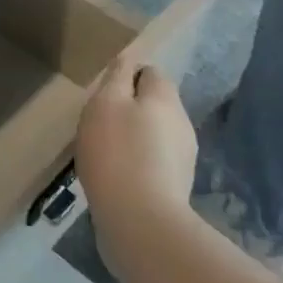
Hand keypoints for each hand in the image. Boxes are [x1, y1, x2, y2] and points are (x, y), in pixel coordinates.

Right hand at [76, 51, 198, 236]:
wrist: (141, 220)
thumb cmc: (116, 152)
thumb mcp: (106, 103)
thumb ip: (116, 77)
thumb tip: (126, 61)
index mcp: (165, 98)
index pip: (150, 72)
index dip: (127, 76)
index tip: (103, 93)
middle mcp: (182, 123)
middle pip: (155, 104)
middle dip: (130, 108)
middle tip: (99, 123)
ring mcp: (183, 157)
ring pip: (155, 134)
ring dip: (134, 137)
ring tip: (106, 152)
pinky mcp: (176, 186)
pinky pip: (154, 162)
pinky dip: (137, 162)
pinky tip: (118, 176)